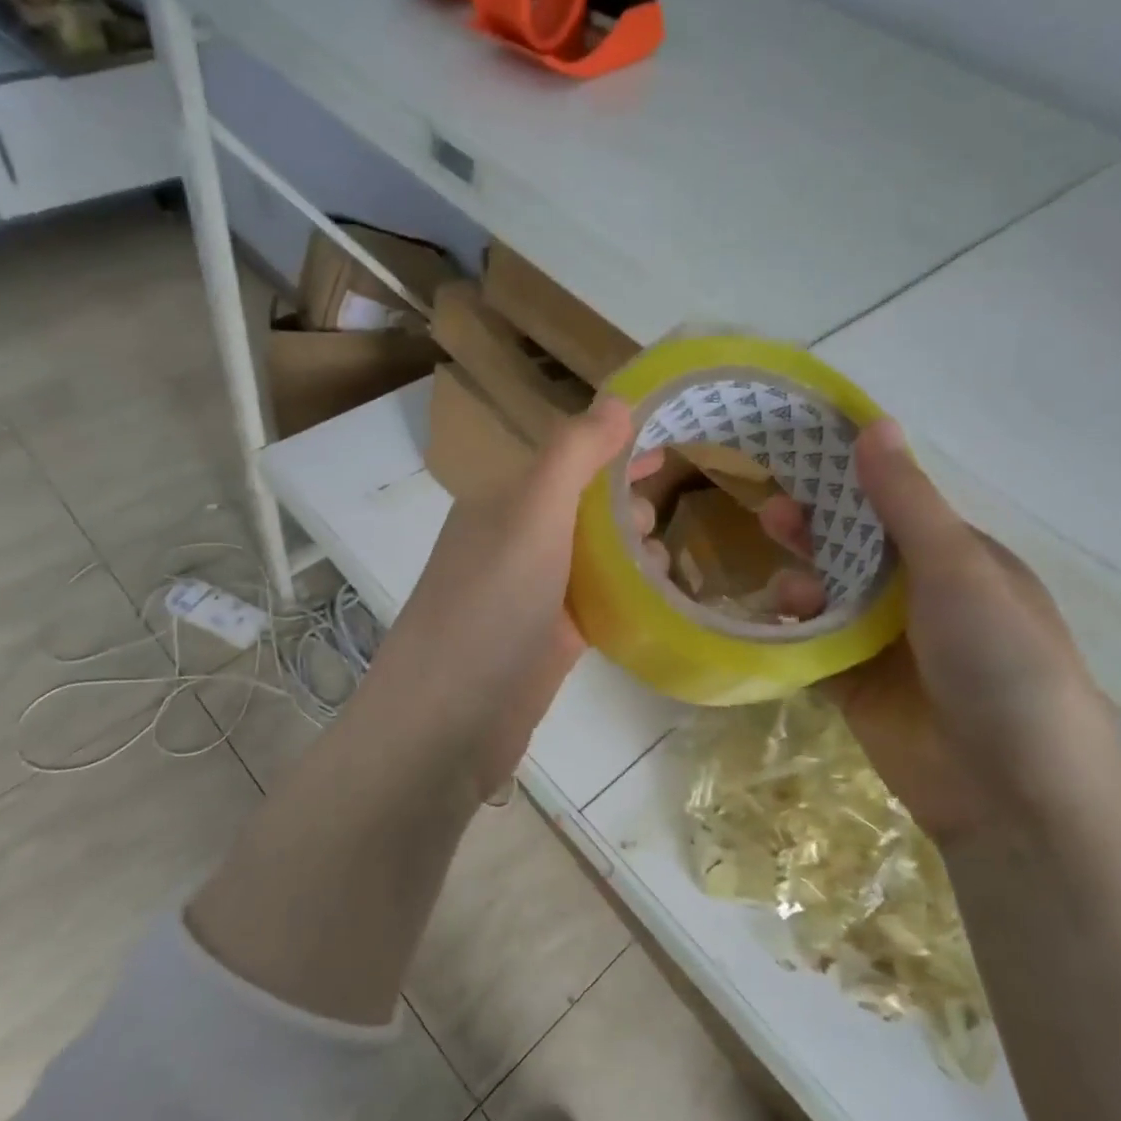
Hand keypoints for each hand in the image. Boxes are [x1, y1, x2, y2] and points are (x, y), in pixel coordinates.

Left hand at [359, 398, 658, 800]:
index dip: (616, 446)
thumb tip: (618, 399)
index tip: (671, 440)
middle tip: (661, 517)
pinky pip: (598, 600)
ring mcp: (532, 593)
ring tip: (661, 561)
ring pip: (595, 555)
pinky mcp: (550, 639)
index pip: (568, 458)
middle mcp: (515, 541)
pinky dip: (628, 593)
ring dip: (632, 549)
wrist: (450, 721)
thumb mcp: (532, 514)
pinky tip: (658, 598)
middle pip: (585, 506)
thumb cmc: (491, 606)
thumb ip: (573, 453)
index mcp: (504, 502)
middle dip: (627, 501)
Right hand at [760, 420, 1120, 844]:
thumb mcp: (957, 569)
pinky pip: (813, 644)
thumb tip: (875, 423)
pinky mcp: (856, 686)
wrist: (1013, 793)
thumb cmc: (1000, 661)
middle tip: (770, 515)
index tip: (796, 459)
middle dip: (814, 530)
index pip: (893, 506)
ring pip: (828, 596)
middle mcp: (922, 597)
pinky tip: (783, 622)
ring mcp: (887, 644)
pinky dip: (793, 629)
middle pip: (853, 549)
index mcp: (959, 561)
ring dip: (803, 582)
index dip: (847, 481)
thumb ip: (905, 502)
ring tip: (788, 591)